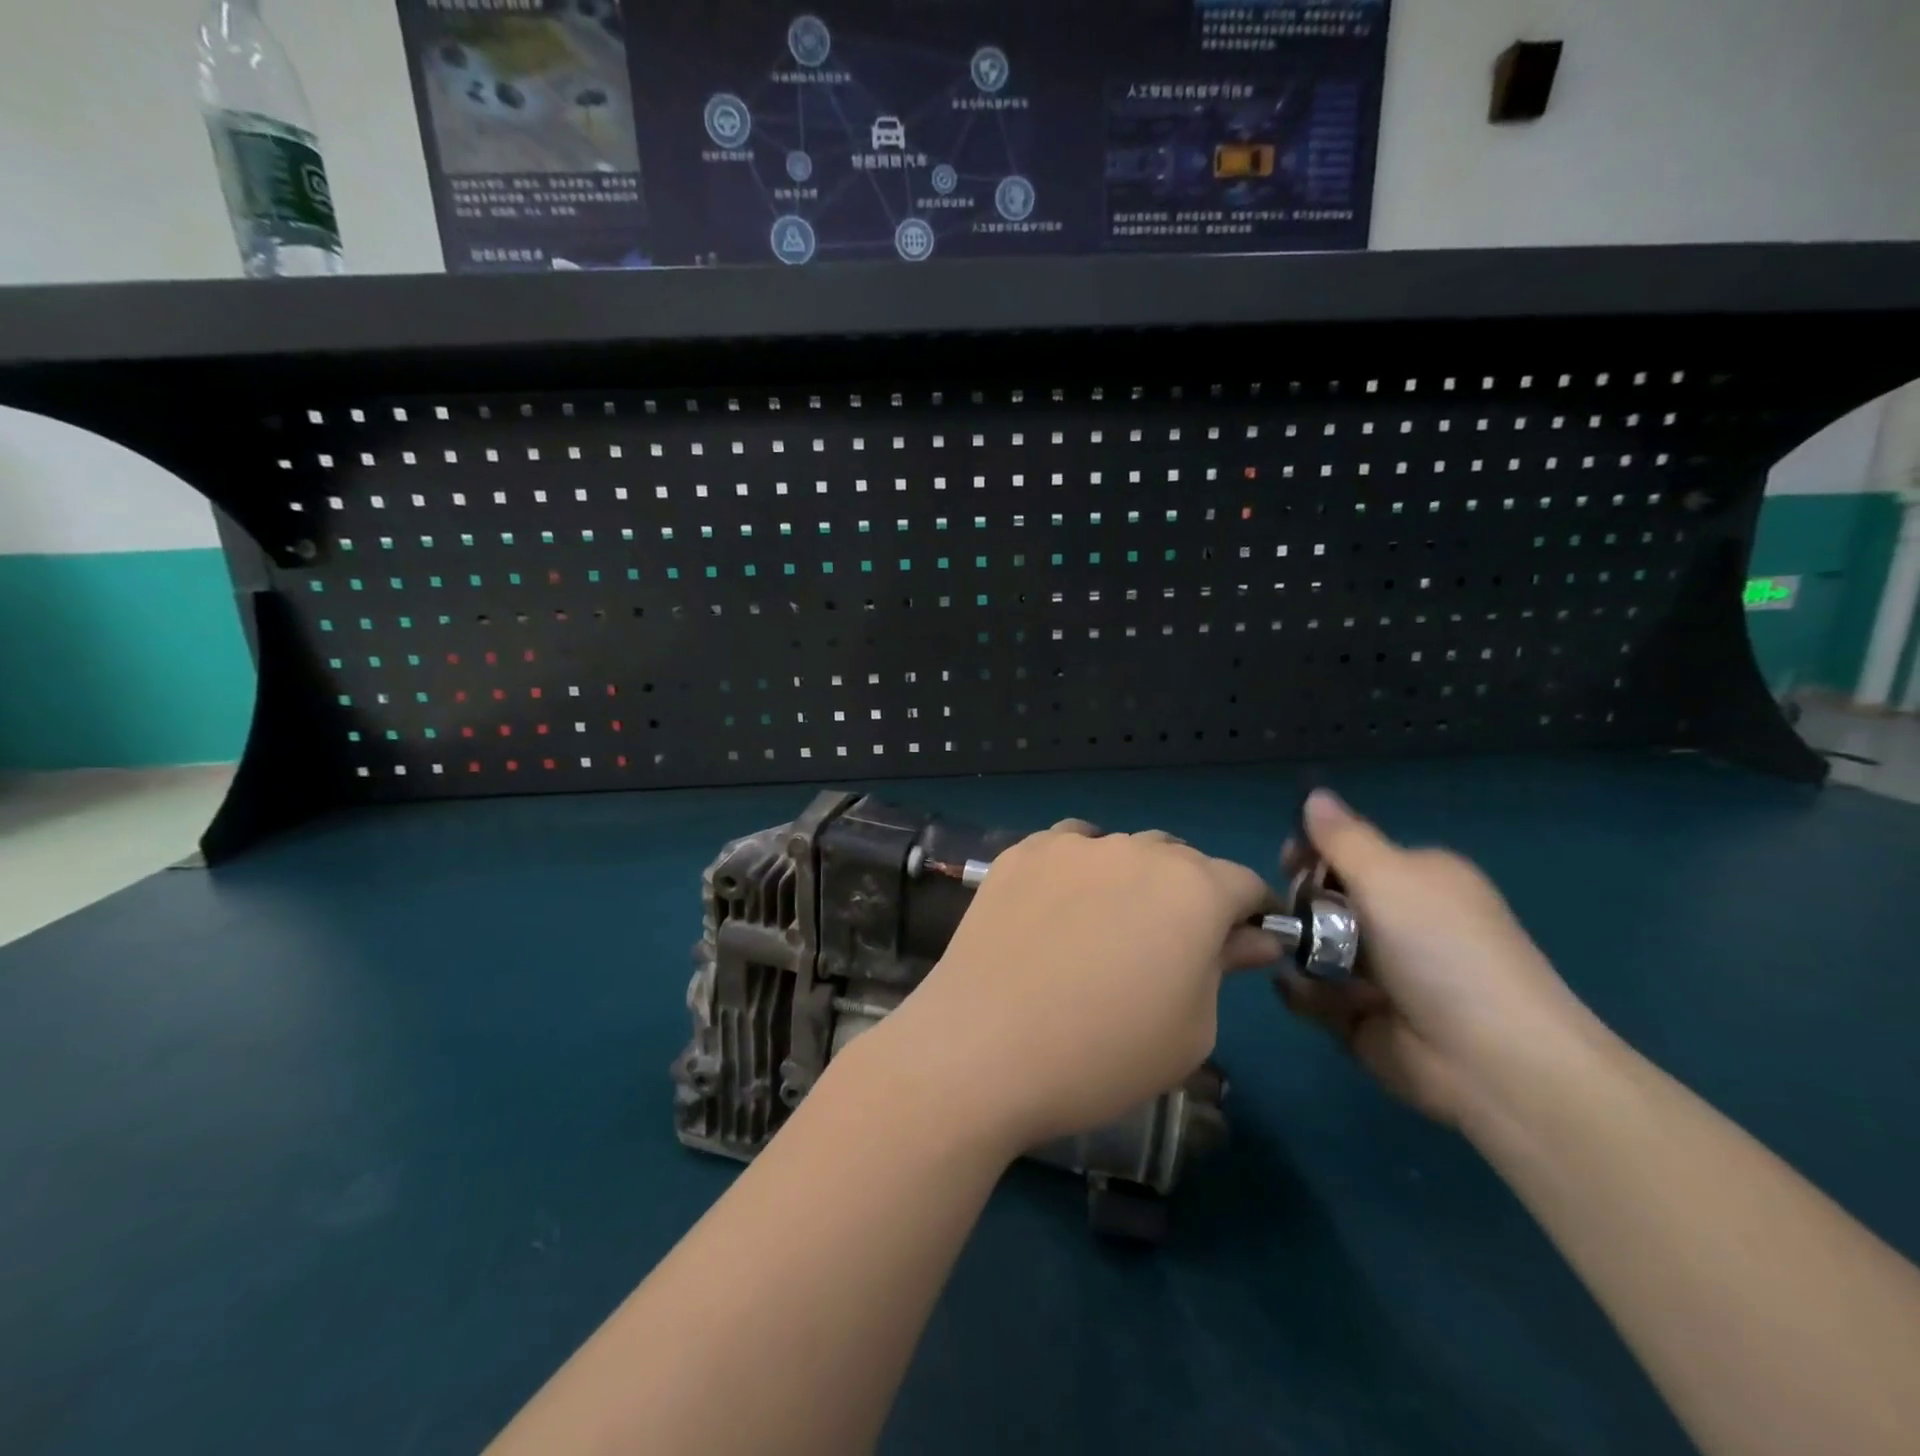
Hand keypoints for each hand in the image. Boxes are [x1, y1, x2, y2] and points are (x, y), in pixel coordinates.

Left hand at [854, 823, 1281, 1154]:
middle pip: (1181, 861)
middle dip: (1190, 895)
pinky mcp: (1021, 852)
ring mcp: (1071, 845)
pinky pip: (1067, 848)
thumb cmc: (1102, 1055)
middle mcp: (1135, 850)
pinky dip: (1078, 870)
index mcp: (1192, 889)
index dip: (1250, 914)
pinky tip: (1058, 909)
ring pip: (1122, 848)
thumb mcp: (1190, 1030)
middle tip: (1169, 946)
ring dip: (1132, 878)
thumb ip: (1224, 968)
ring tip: (1108, 926)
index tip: (1242, 944)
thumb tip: (1251, 938)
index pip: (1243, 883)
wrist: (982, 1048)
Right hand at [1278, 791, 1598, 1126]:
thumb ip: (1342, 838)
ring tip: (1298, 961)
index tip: (1289, 860)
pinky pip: (1313, 995)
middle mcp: (1400, 922)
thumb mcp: (1389, 877)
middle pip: (1326, 899)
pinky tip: (1304, 992)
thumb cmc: (1440, 949)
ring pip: (1314, 947)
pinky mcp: (1362, 1017)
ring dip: (1299, 950)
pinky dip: (1303, 993)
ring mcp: (1380, 973)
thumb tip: (1315, 794)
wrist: (1490, 1060)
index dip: (1314, 852)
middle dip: (1302, 904)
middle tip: (1297, 917)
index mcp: (1417, 880)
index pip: (1350, 853)